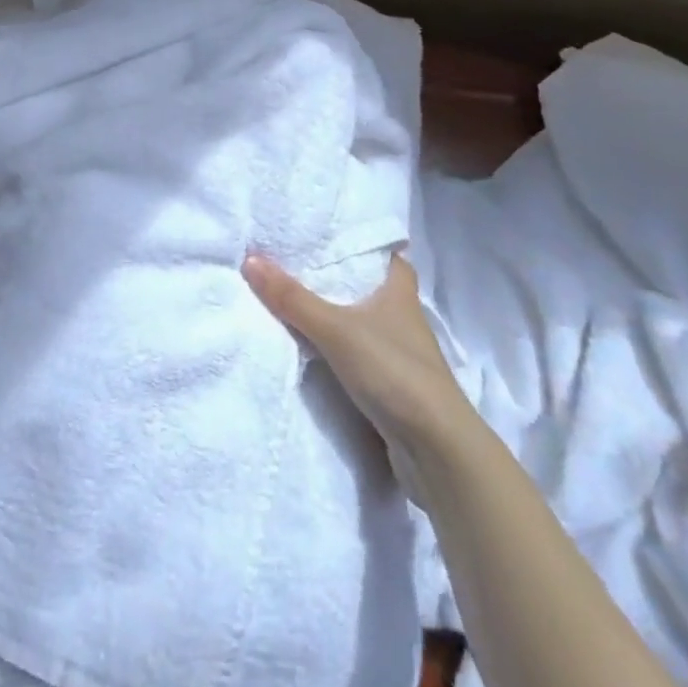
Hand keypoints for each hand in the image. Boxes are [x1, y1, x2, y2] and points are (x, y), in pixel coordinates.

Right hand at [242, 251, 470, 505]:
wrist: (436, 450)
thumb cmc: (393, 371)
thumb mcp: (336, 329)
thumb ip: (293, 299)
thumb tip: (250, 260)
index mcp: (400, 293)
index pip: (388, 257)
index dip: (365, 246)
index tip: (332, 236)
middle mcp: (404, 319)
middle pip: (372, 289)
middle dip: (342, 281)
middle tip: (300, 264)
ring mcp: (401, 356)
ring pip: (366, 324)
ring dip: (340, 317)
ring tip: (297, 301)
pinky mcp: (394, 388)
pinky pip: (361, 357)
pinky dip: (341, 351)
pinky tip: (314, 349)